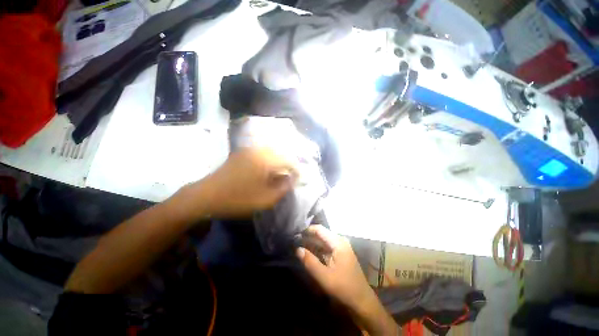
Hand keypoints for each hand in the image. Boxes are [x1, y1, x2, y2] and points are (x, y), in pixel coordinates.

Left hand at [187, 147, 296, 217]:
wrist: (206, 195)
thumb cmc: (238, 199)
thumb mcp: (265, 200)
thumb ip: (283, 188)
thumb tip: (291, 179)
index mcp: (266, 160)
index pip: (289, 161)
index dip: (296, 171)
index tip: (297, 180)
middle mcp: (259, 150)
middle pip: (282, 154)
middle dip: (289, 165)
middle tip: (290, 177)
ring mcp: (249, 150)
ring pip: (272, 152)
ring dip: (279, 162)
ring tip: (280, 174)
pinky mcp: (242, 153)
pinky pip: (262, 153)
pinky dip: (269, 160)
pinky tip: (267, 170)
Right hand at [296, 225, 372, 309]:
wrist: (361, 300)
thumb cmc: (344, 287)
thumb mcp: (324, 276)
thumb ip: (310, 261)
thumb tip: (297, 249)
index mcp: (338, 242)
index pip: (319, 229)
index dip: (307, 230)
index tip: (295, 234)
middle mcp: (339, 241)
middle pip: (321, 234)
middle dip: (308, 237)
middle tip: (294, 241)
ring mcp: (341, 247)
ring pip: (323, 241)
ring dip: (311, 243)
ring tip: (298, 245)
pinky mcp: (340, 253)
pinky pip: (326, 247)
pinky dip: (317, 249)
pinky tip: (308, 252)